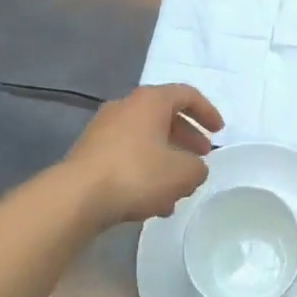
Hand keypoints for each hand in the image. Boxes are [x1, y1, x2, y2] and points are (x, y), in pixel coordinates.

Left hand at [62, 84, 223, 227]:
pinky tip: (152, 201)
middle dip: (186, 137)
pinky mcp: (90, 153)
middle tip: (201, 157)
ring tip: (178, 188)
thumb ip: (198, 168)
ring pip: (145, 139)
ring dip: (165, 159)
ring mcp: (103, 129)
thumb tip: (194, 168)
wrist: (77, 196)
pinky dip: (144, 170)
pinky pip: (126, 155)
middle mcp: (126, 107)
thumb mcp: (182, 174)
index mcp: (150, 101)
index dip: (207, 111)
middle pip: (164, 116)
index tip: (219, 132)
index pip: (186, 94)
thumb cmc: (137, 173)